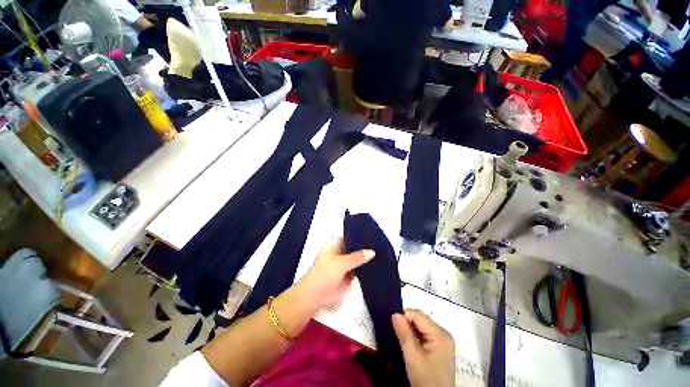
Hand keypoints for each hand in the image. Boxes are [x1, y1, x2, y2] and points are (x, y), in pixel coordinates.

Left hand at [296, 237, 374, 309]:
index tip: (372, 233)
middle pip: (354, 248)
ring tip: (382, 253)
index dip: (358, 234)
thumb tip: (372, 252)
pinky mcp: (348, 277)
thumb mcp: (341, 262)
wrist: (315, 297)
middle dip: (364, 247)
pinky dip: (365, 270)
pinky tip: (378, 266)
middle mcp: (340, 253)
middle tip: (380, 243)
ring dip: (365, 259)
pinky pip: (358, 271)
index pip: (348, 236)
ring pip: (357, 260)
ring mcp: (344, 265)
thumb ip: (357, 257)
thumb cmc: (324, 274)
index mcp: (335, 245)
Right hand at [392, 310, 455, 386]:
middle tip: (400, 337)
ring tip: (405, 342)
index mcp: (440, 334)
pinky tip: (412, 346)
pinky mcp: (441, 347)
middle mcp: (444, 334)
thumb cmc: (426, 379)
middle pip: (421, 319)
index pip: (418, 315)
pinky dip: (416, 337)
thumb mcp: (412, 356)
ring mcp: (443, 340)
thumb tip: (395, 314)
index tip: (395, 328)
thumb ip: (404, 333)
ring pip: (422, 326)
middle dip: (408, 325)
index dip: (405, 318)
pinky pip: (425, 333)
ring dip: (411, 331)